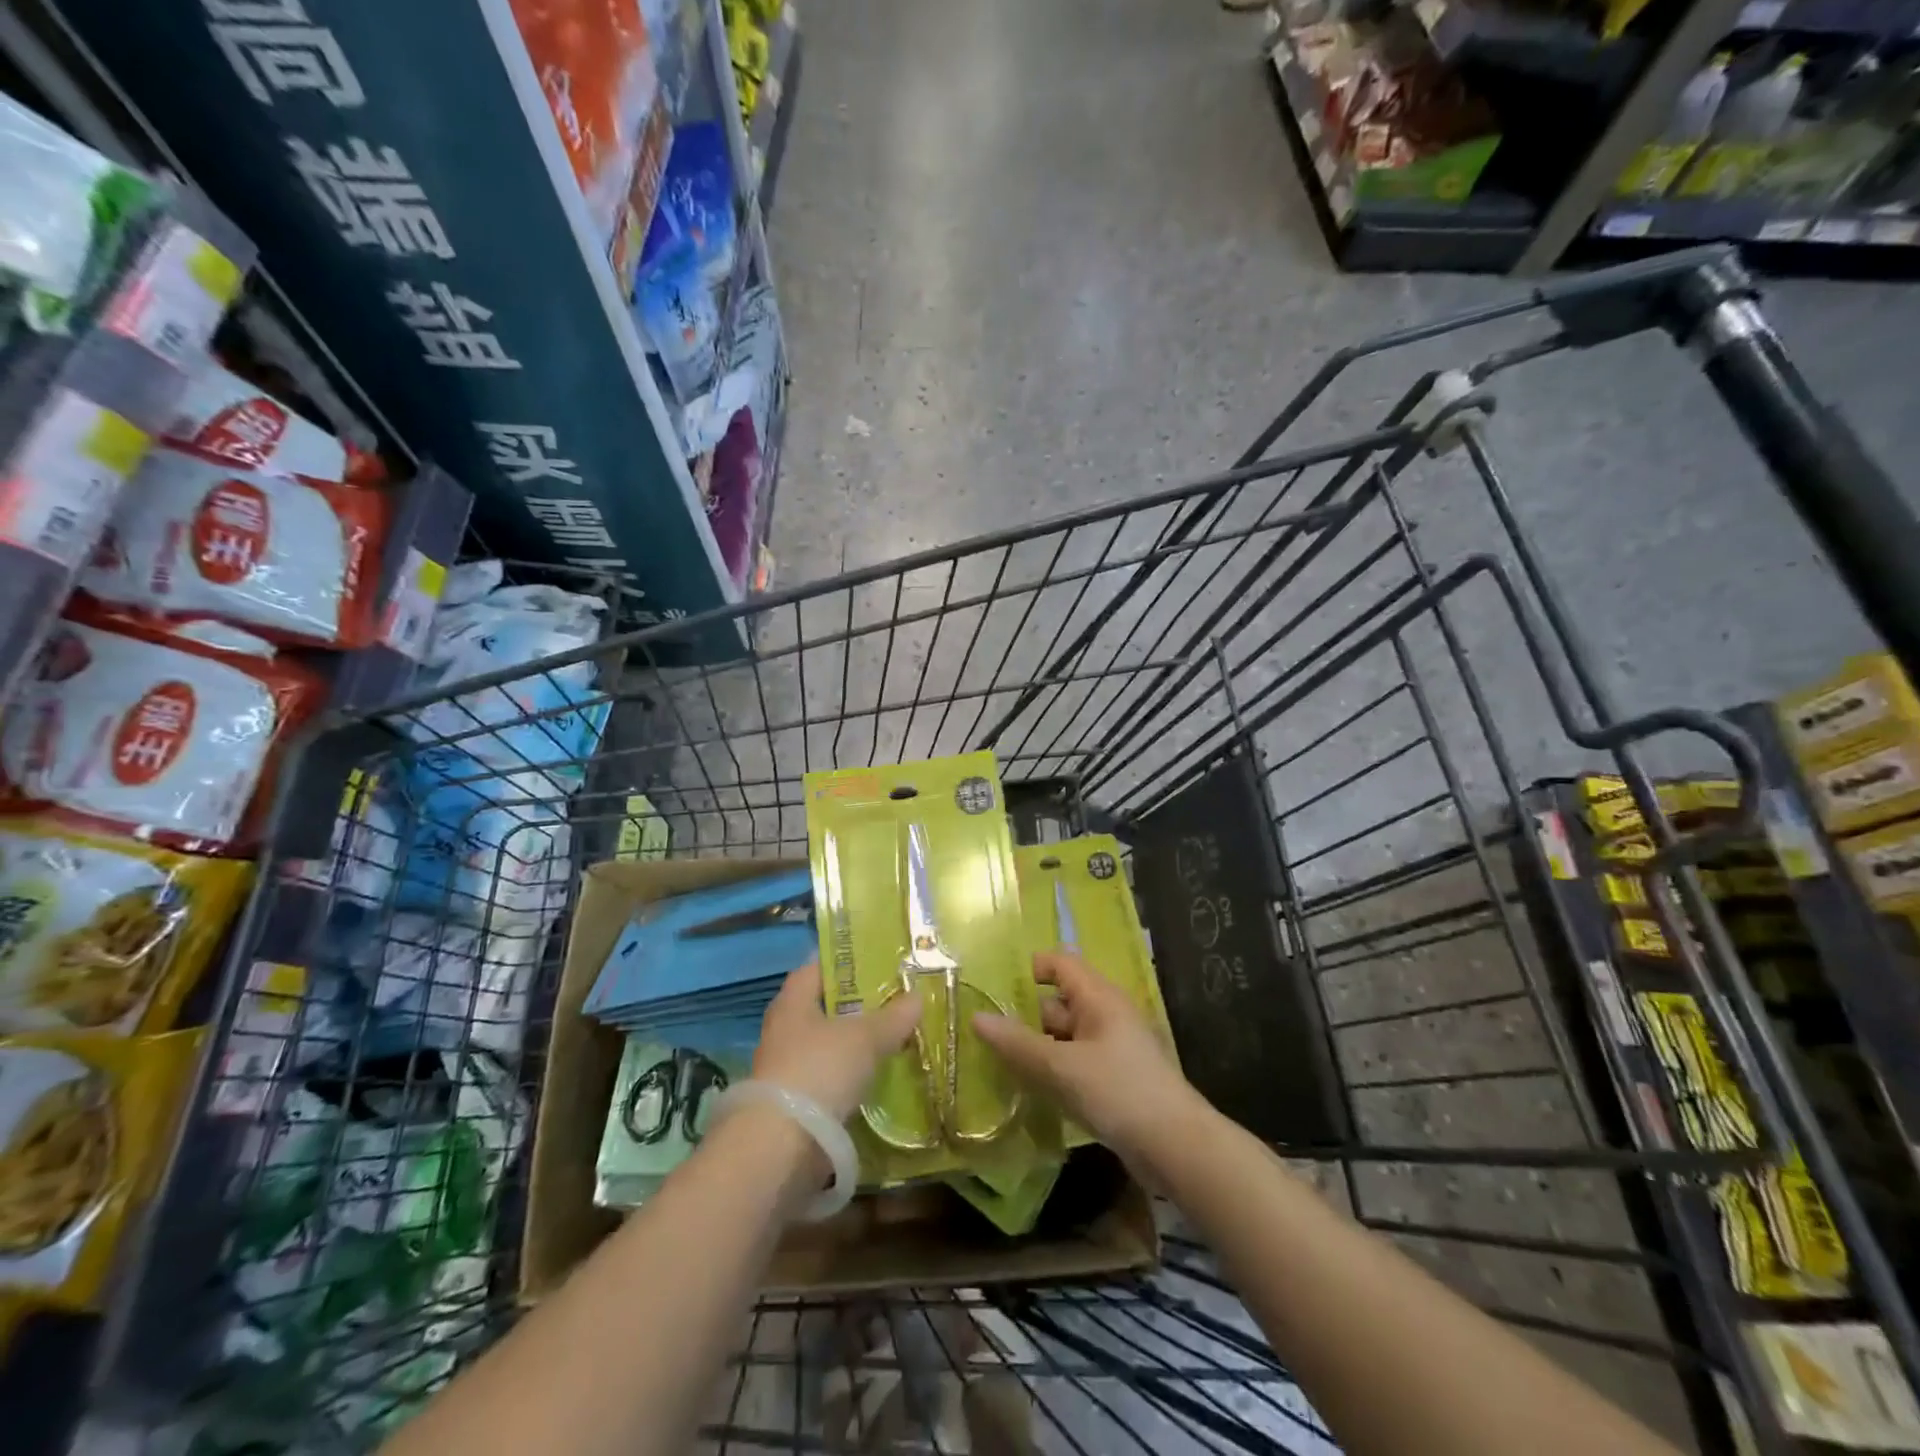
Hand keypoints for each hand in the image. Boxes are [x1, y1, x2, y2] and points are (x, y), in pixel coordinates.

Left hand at [752, 963, 923, 1122]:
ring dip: (851, 1046)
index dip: (841, 964)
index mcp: (792, 1004)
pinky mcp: (793, 1106)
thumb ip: (892, 1018)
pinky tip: (874, 1079)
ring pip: (825, 1047)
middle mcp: (783, 1032)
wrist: (782, 1147)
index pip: (813, 970)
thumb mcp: (865, 1038)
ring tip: (889, 1040)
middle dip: (853, 1007)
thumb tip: (917, 997)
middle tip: (889, 1001)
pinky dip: (848, 1079)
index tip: (870, 962)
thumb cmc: (820, 1070)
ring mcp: (785, 1070)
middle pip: (821, 1009)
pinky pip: (827, 1081)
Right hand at [972, 951, 1202, 1173]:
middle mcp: (1106, 1015)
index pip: (1061, 963)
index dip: (1030, 968)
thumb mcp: (1061, 1067)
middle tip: (984, 1028)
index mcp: (1099, 997)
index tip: (993, 985)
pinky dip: (1054, 1068)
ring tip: (997, 1059)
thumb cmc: (1118, 1092)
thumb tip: (976, 1017)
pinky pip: (1075, 1062)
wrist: (1176, 1148)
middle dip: (1025, 1013)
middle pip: (1059, 1001)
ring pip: (1065, 1035)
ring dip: (1037, 1046)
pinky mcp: (1114, 1079)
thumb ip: (1018, 1044)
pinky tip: (1031, 1087)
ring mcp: (1112, 1048)